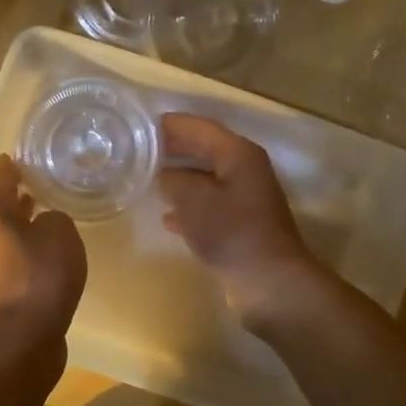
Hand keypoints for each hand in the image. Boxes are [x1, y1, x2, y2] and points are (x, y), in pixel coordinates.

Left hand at [0, 155, 86, 339]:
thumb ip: (55, 220)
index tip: (9, 158)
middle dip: (12, 200)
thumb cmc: (40, 276)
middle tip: (29, 187)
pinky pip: (12, 265)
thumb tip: (45, 225)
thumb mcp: (60, 235)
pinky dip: (25, 254)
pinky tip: (44, 259)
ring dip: (19, 228)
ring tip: (40, 219)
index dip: (6, 170)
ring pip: (3, 240)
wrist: (22, 338)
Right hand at [158, 113, 323, 329]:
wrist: (268, 281)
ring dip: (178, 178)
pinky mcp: (240, 224)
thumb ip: (173, 179)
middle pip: (203, 150)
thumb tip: (162, 174)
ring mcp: (244, 198)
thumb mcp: (193, 199)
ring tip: (146, 179)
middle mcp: (244, 170)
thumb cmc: (231, 231)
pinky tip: (167, 217)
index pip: (199, 127)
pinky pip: (208, 205)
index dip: (170, 124)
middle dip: (172, 149)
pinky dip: (188, 206)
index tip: (140, 125)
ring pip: (205, 178)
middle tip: (138, 150)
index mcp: (238, 153)